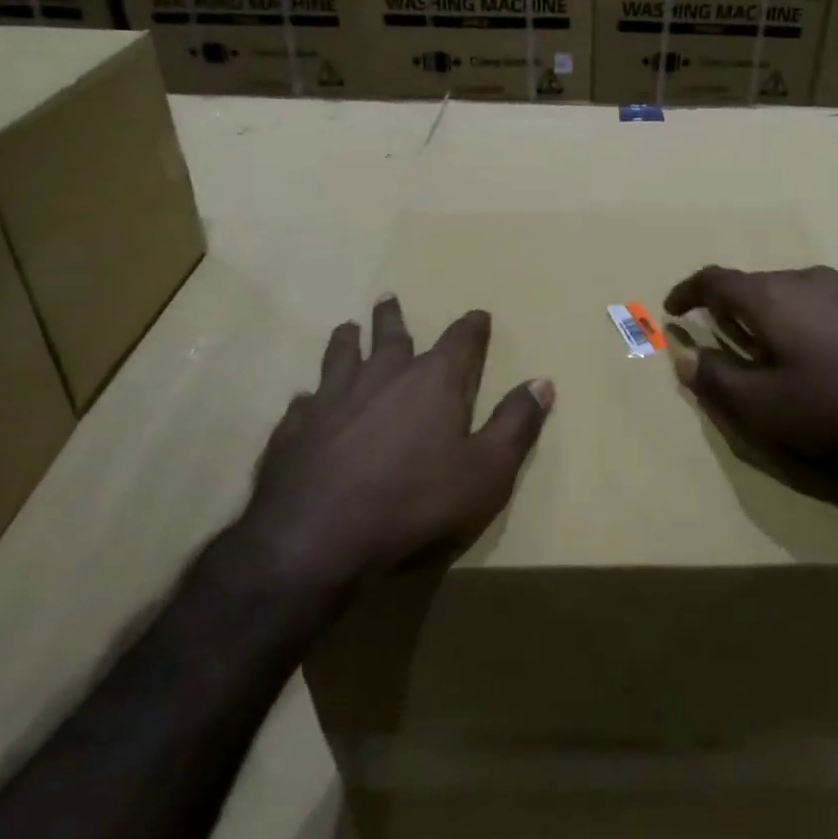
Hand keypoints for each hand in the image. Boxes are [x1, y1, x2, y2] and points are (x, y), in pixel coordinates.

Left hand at [239, 296, 552, 592]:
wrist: (318, 539)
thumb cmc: (416, 504)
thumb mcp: (487, 471)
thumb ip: (515, 424)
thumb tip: (542, 382)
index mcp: (432, 382)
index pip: (460, 341)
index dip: (471, 327)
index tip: (477, 315)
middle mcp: (382, 377)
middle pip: (390, 336)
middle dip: (393, 317)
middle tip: (388, 299)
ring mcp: (333, 400)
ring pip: (340, 356)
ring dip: (347, 340)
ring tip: (347, 329)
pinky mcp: (295, 430)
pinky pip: (304, 403)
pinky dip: (310, 399)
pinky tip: (306, 401)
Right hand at [664, 264, 837, 475]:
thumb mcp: (766, 406)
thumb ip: (717, 379)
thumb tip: (684, 356)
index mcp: (770, 297)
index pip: (714, 280)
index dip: (687, 292)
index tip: (672, 309)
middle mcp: (803, 280)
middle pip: (751, 285)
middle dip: (725, 308)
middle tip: (717, 338)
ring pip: (785, 294)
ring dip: (762, 316)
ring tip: (762, 351)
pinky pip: (815, 305)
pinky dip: (794, 322)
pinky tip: (811, 357)